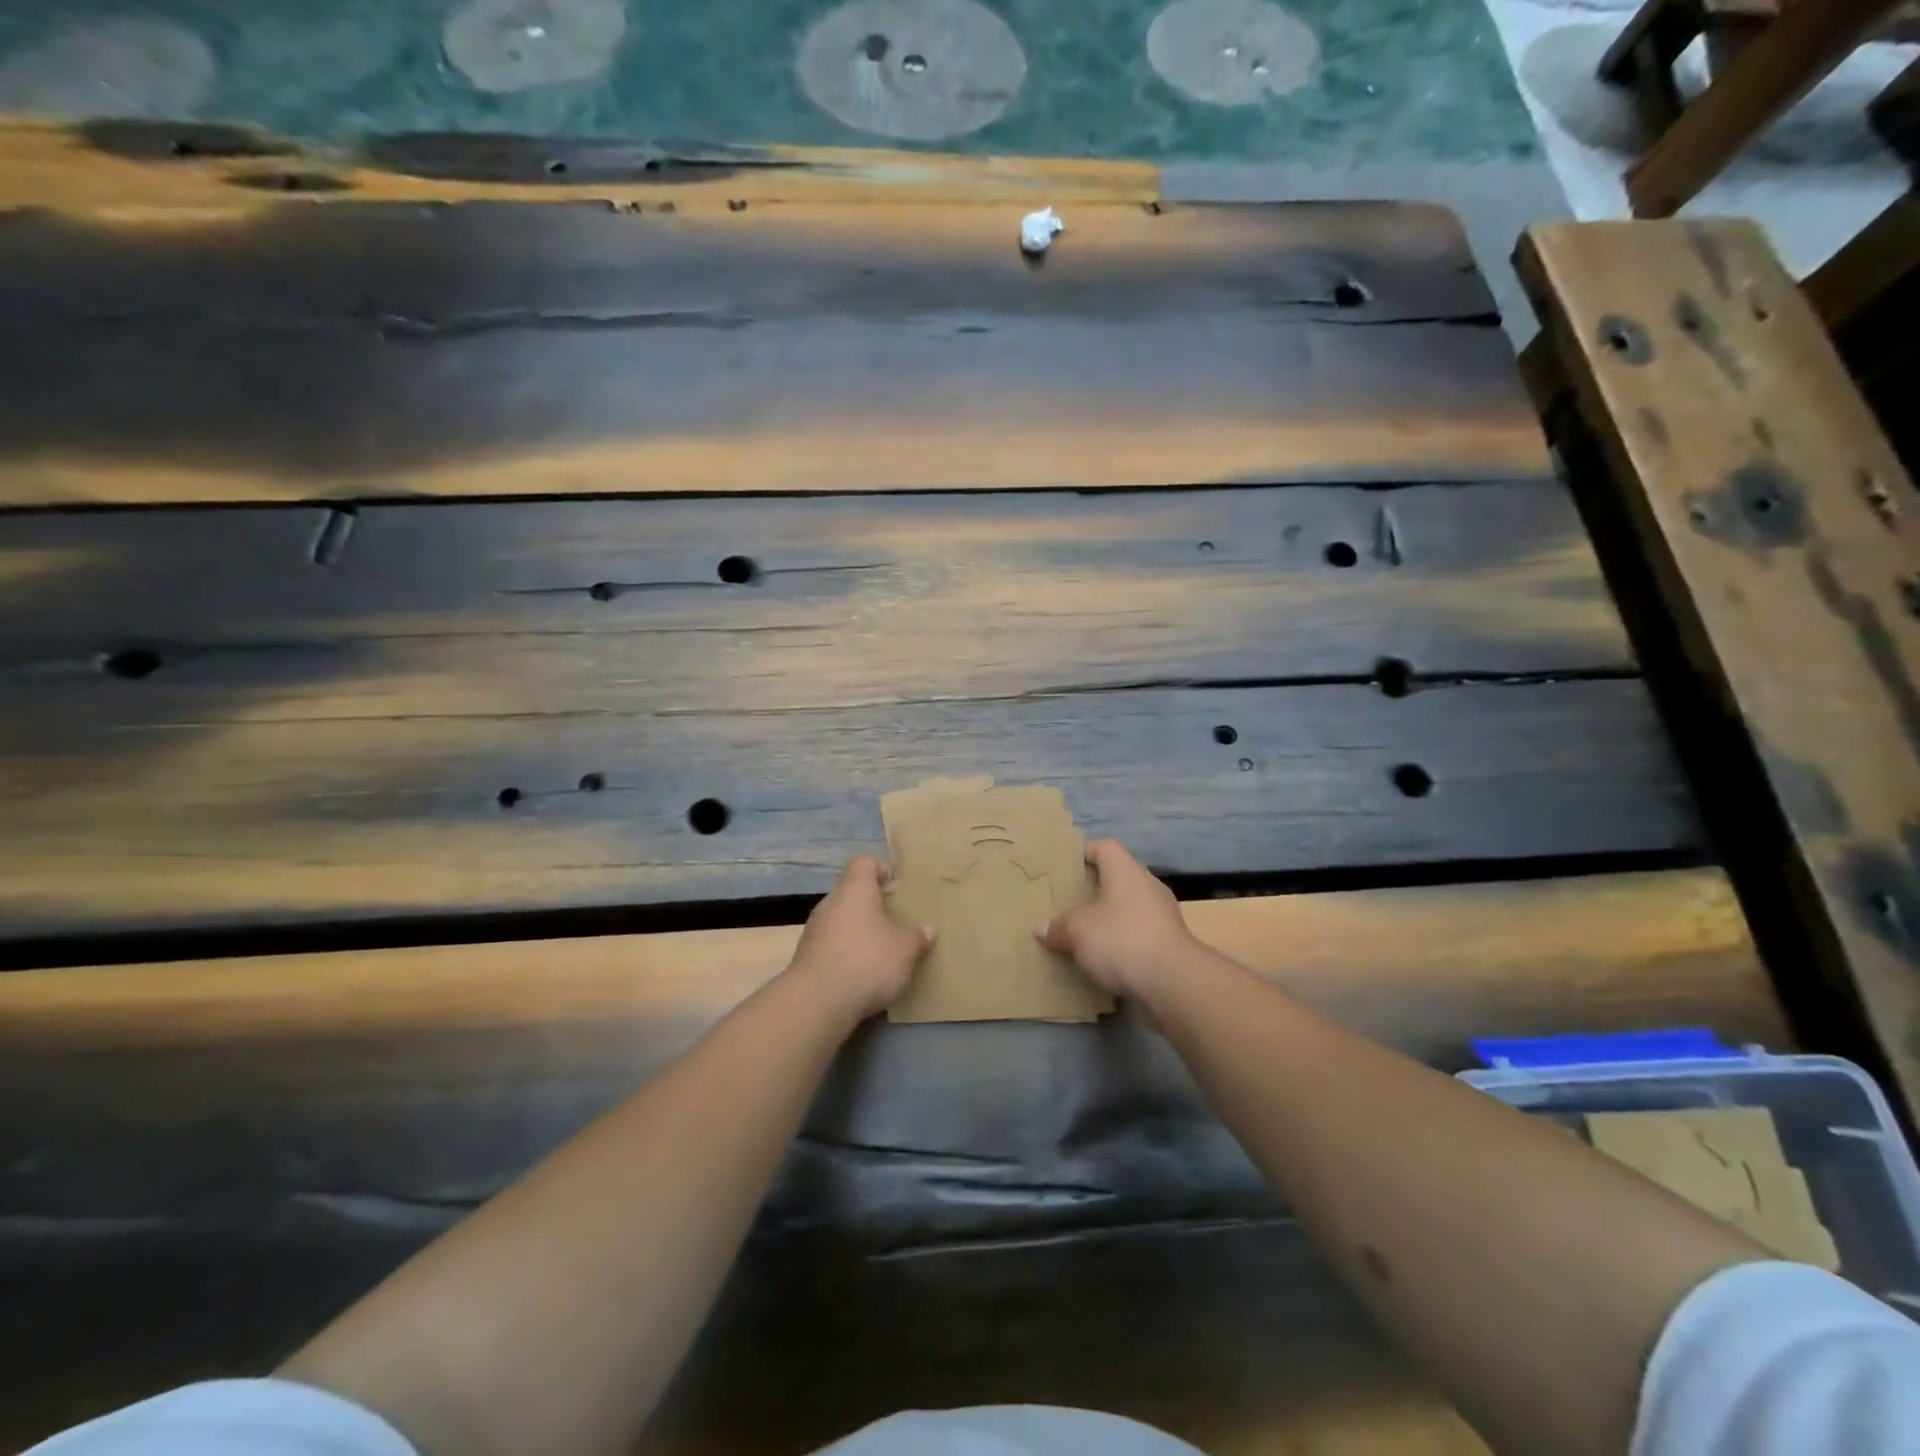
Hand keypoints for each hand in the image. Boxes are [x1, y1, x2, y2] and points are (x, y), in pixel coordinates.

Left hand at [790, 856, 933, 1018]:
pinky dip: (845, 954)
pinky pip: (831, 946)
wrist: (816, 1002)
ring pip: (840, 921)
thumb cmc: (867, 961)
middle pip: (852, 893)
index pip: (864, 862)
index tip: (897, 889)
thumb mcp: (905, 950)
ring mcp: (814, 930)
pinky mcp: (805, 957)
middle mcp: (830, 903)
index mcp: (855, 889)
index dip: (882, 870)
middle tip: (895, 925)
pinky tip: (860, 975)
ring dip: (858, 933)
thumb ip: (917, 937)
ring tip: (880, 953)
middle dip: (873, 907)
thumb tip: (927, 930)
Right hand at [1035, 839, 1196, 999]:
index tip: (1066, 870)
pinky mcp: (1171, 941)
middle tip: (1070, 904)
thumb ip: (1058, 927)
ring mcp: (1164, 913)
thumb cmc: (1120, 940)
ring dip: (1111, 917)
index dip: (1084, 853)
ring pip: (1130, 906)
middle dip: (1095, 890)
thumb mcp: (1078, 932)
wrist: (1173, 982)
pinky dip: (1125, 939)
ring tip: (1086, 933)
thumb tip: (1042, 928)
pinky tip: (1108, 957)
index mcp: (1125, 870)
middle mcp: (1147, 884)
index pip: (1105, 847)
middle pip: (1118, 877)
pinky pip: (1141, 931)